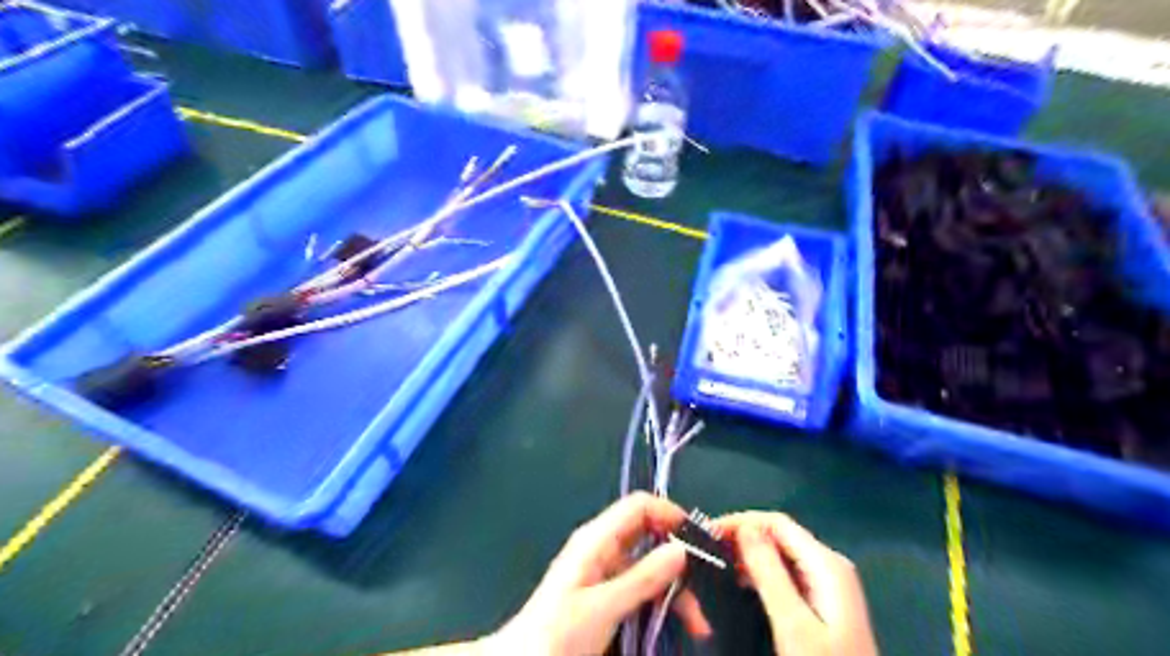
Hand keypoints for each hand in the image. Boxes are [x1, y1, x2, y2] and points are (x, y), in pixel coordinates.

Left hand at [492, 494, 713, 652]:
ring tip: (697, 626)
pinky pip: (641, 589)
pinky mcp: (607, 595)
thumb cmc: (558, 633)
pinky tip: (675, 626)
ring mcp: (605, 572)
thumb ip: (643, 578)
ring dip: (675, 591)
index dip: (669, 514)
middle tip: (703, 594)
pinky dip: (660, 604)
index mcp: (597, 539)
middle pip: (649, 537)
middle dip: (678, 561)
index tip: (698, 540)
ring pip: (649, 567)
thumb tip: (680, 548)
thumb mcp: (603, 607)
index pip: (638, 506)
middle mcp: (603, 548)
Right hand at [714, 512, 876, 655]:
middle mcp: (830, 566)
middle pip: (779, 536)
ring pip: (781, 555)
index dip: (740, 522)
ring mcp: (829, 586)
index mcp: (827, 563)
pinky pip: (786, 575)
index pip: (776, 523)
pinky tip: (739, 584)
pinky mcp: (823, 604)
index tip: (707, 535)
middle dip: (742, 537)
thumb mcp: (793, 625)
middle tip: (706, 551)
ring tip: (716, 565)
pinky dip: (760, 573)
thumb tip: (745, 527)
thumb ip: (770, 573)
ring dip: (748, 555)